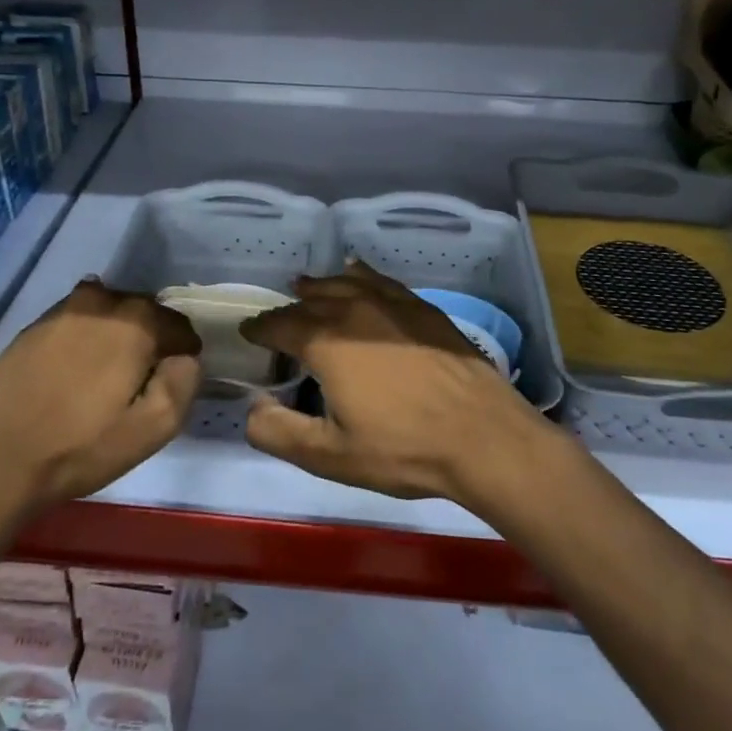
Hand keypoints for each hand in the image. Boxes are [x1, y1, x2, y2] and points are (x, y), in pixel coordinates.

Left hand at [0, 281, 201, 529]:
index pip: (180, 326)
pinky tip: (73, 374)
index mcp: (136, 322)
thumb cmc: (80, 447)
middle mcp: (101, 302)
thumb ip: (184, 382)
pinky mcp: (33, 327)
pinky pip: (77, 322)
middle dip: (151, 340)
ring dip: (116, 336)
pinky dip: (85, 339)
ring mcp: (62, 311)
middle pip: (144, 312)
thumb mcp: (153, 429)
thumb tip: (185, 358)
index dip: (183, 355)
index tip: (170, 383)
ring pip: (108, 313)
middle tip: (140, 382)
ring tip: (105, 377)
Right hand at [239, 262, 548, 509]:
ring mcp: (392, 304)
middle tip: (278, 320)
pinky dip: (361, 275)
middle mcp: (355, 311)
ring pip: (345, 283)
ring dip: (321, 286)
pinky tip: (358, 273)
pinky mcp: (422, 308)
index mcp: (326, 343)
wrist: (482, 435)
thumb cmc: (403, 449)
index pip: (280, 326)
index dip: (260, 329)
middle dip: (289, 309)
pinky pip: (381, 280)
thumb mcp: (330, 456)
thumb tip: (252, 408)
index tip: (249, 332)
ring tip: (307, 286)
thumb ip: (279, 433)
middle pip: (311, 300)